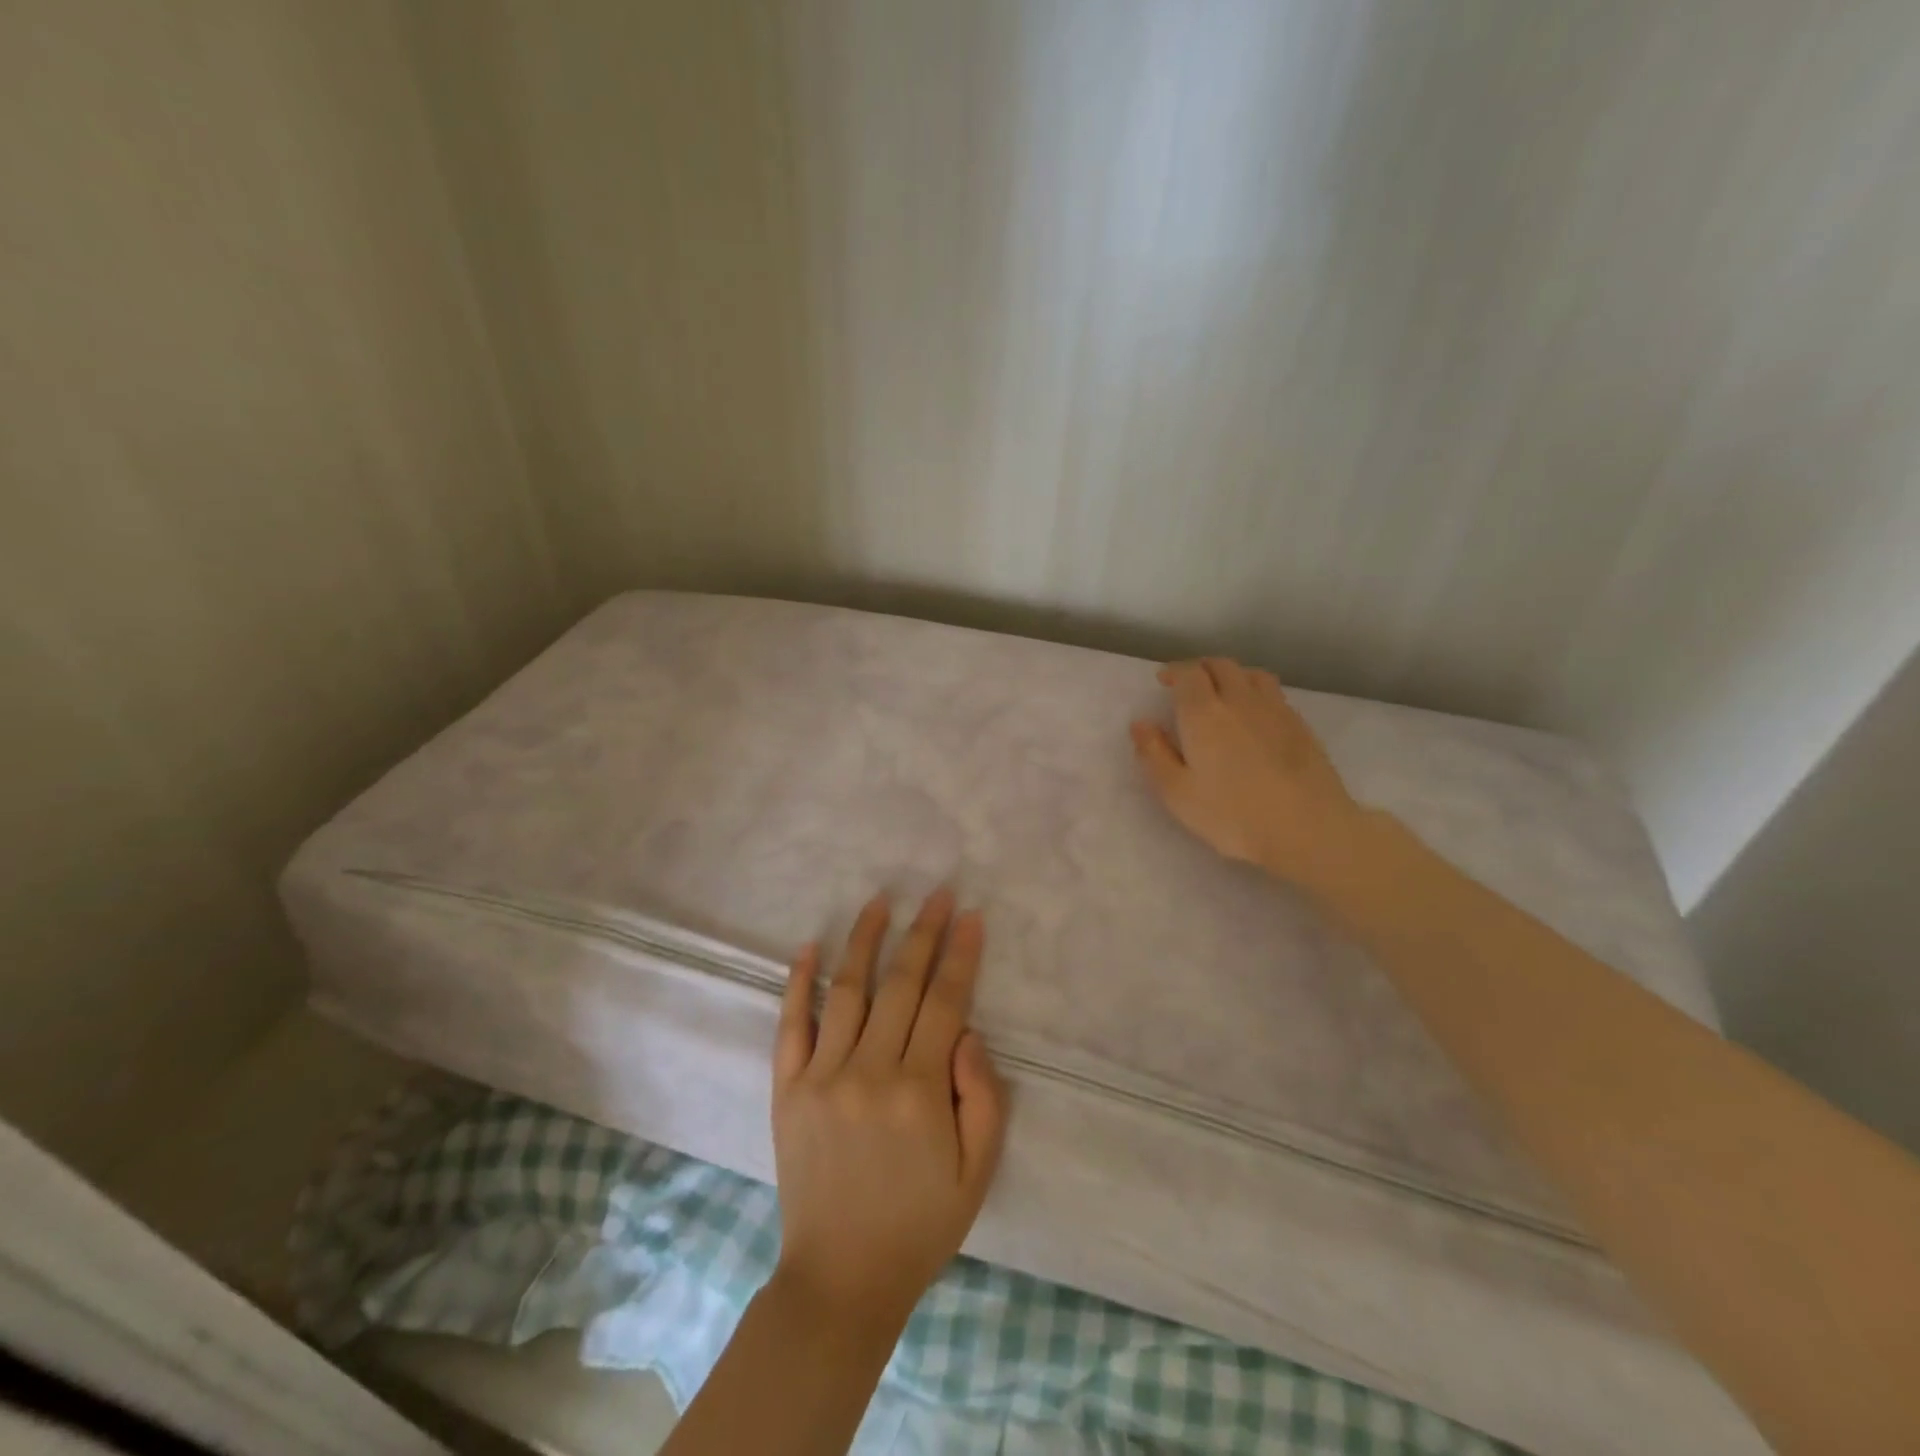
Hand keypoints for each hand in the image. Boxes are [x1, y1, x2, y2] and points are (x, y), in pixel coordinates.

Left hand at [770, 888, 1008, 1335]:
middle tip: (937, 893)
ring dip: (865, 940)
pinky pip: (791, 1025)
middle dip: (923, 932)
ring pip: (848, 990)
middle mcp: (870, 1071)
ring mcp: (822, 1076)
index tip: (971, 915)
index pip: (946, 1002)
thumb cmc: (920, 1223)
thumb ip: (984, 1096)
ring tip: (881, 900)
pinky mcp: (787, 1088)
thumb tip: (966, 1031)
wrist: (841, 1278)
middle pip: (901, 984)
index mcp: (920, 1091)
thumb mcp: (978, 1171)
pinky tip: (809, 947)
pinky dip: (799, 983)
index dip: (961, 954)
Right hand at [1130, 657, 1365, 885]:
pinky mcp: (1301, 725)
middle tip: (1189, 684)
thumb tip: (1140, 724)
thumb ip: (1154, 754)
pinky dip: (1257, 693)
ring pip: (1252, 674)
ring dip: (1232, 675)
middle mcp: (1239, 700)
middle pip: (1221, 665)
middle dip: (1201, 668)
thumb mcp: (1177, 793)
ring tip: (1223, 692)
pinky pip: (1274, 694)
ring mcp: (1275, 710)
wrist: (1307, 828)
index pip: (1188, 673)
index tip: (1164, 680)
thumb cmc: (1232, 814)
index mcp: (1204, 713)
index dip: (1174, 672)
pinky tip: (1256, 716)